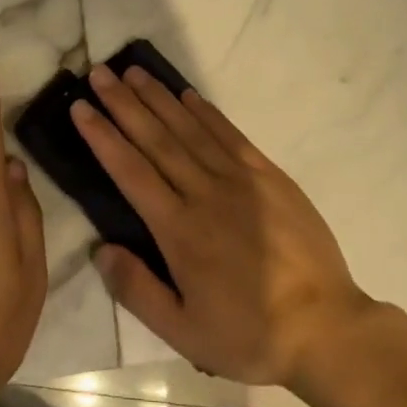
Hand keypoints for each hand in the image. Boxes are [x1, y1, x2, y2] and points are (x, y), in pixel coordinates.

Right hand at [74, 65, 377, 390]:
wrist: (326, 328)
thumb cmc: (249, 334)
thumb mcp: (184, 333)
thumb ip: (137, 289)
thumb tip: (99, 248)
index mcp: (179, 230)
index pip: (130, 171)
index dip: (103, 136)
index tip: (80, 107)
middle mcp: (204, 193)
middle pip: (156, 139)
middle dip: (123, 103)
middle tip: (99, 73)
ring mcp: (240, 180)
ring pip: (190, 129)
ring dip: (159, 98)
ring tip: (133, 72)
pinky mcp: (268, 176)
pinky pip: (230, 135)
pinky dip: (206, 112)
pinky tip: (187, 94)